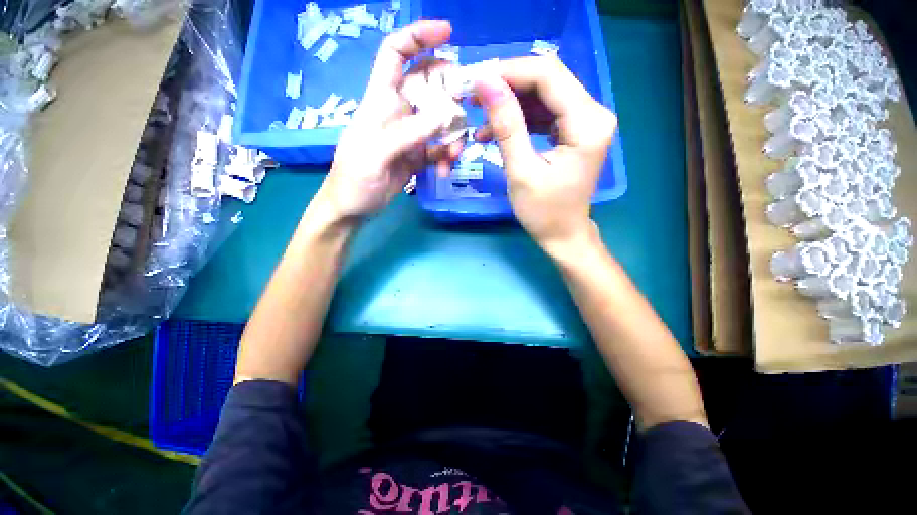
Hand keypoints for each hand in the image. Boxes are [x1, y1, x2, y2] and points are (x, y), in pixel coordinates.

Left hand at [319, 20, 455, 220]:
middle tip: (466, 112)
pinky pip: (440, 149)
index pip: (396, 55)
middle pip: (429, 87)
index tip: (448, 33)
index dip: (418, 38)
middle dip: (450, 95)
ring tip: (452, 156)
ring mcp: (411, 135)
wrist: (353, 208)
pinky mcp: (418, 156)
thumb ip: (408, 134)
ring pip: (440, 122)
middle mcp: (399, 112)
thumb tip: (444, 115)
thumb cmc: (353, 179)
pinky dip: (446, 157)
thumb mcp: (376, 154)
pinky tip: (444, 171)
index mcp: (380, 101)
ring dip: (452, 136)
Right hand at [473, 57, 616, 248]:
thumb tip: (485, 82)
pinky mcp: (574, 131)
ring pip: (543, 94)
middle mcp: (594, 113)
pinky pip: (544, 112)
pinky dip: (519, 118)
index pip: (548, 76)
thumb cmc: (543, 212)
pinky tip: (495, 130)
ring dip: (510, 102)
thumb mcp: (521, 171)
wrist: (563, 235)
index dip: (509, 72)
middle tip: (473, 97)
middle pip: (547, 80)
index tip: (475, 80)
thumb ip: (506, 126)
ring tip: (480, 117)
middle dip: (507, 85)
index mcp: (587, 124)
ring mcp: (586, 121)